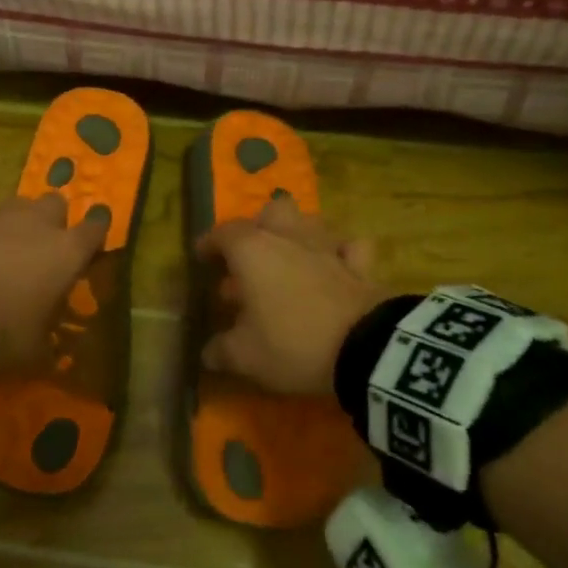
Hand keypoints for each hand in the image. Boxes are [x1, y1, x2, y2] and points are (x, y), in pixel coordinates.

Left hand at [0, 194, 108, 372]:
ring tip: (11, 253)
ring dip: (19, 225)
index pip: (96, 228)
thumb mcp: (37, 348)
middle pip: (56, 204)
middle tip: (47, 249)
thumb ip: (48, 337)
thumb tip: (49, 344)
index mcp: (67, 251)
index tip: (92, 248)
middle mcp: (37, 225)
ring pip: (19, 207)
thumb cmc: (6, 331)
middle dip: (55, 220)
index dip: (96, 234)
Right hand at [197, 197, 388, 395]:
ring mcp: (328, 248)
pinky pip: (349, 248)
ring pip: (310, 222)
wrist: (366, 350)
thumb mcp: (245, 356)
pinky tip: (335, 267)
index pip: (223, 233)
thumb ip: (221, 350)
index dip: (209, 243)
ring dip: (297, 235)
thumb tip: (208, 352)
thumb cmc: (293, 343)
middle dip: (259, 226)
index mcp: (253, 251)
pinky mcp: (361, 266)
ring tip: (289, 260)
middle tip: (250, 254)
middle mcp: (289, 238)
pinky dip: (340, 253)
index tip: (202, 257)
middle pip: (272, 211)